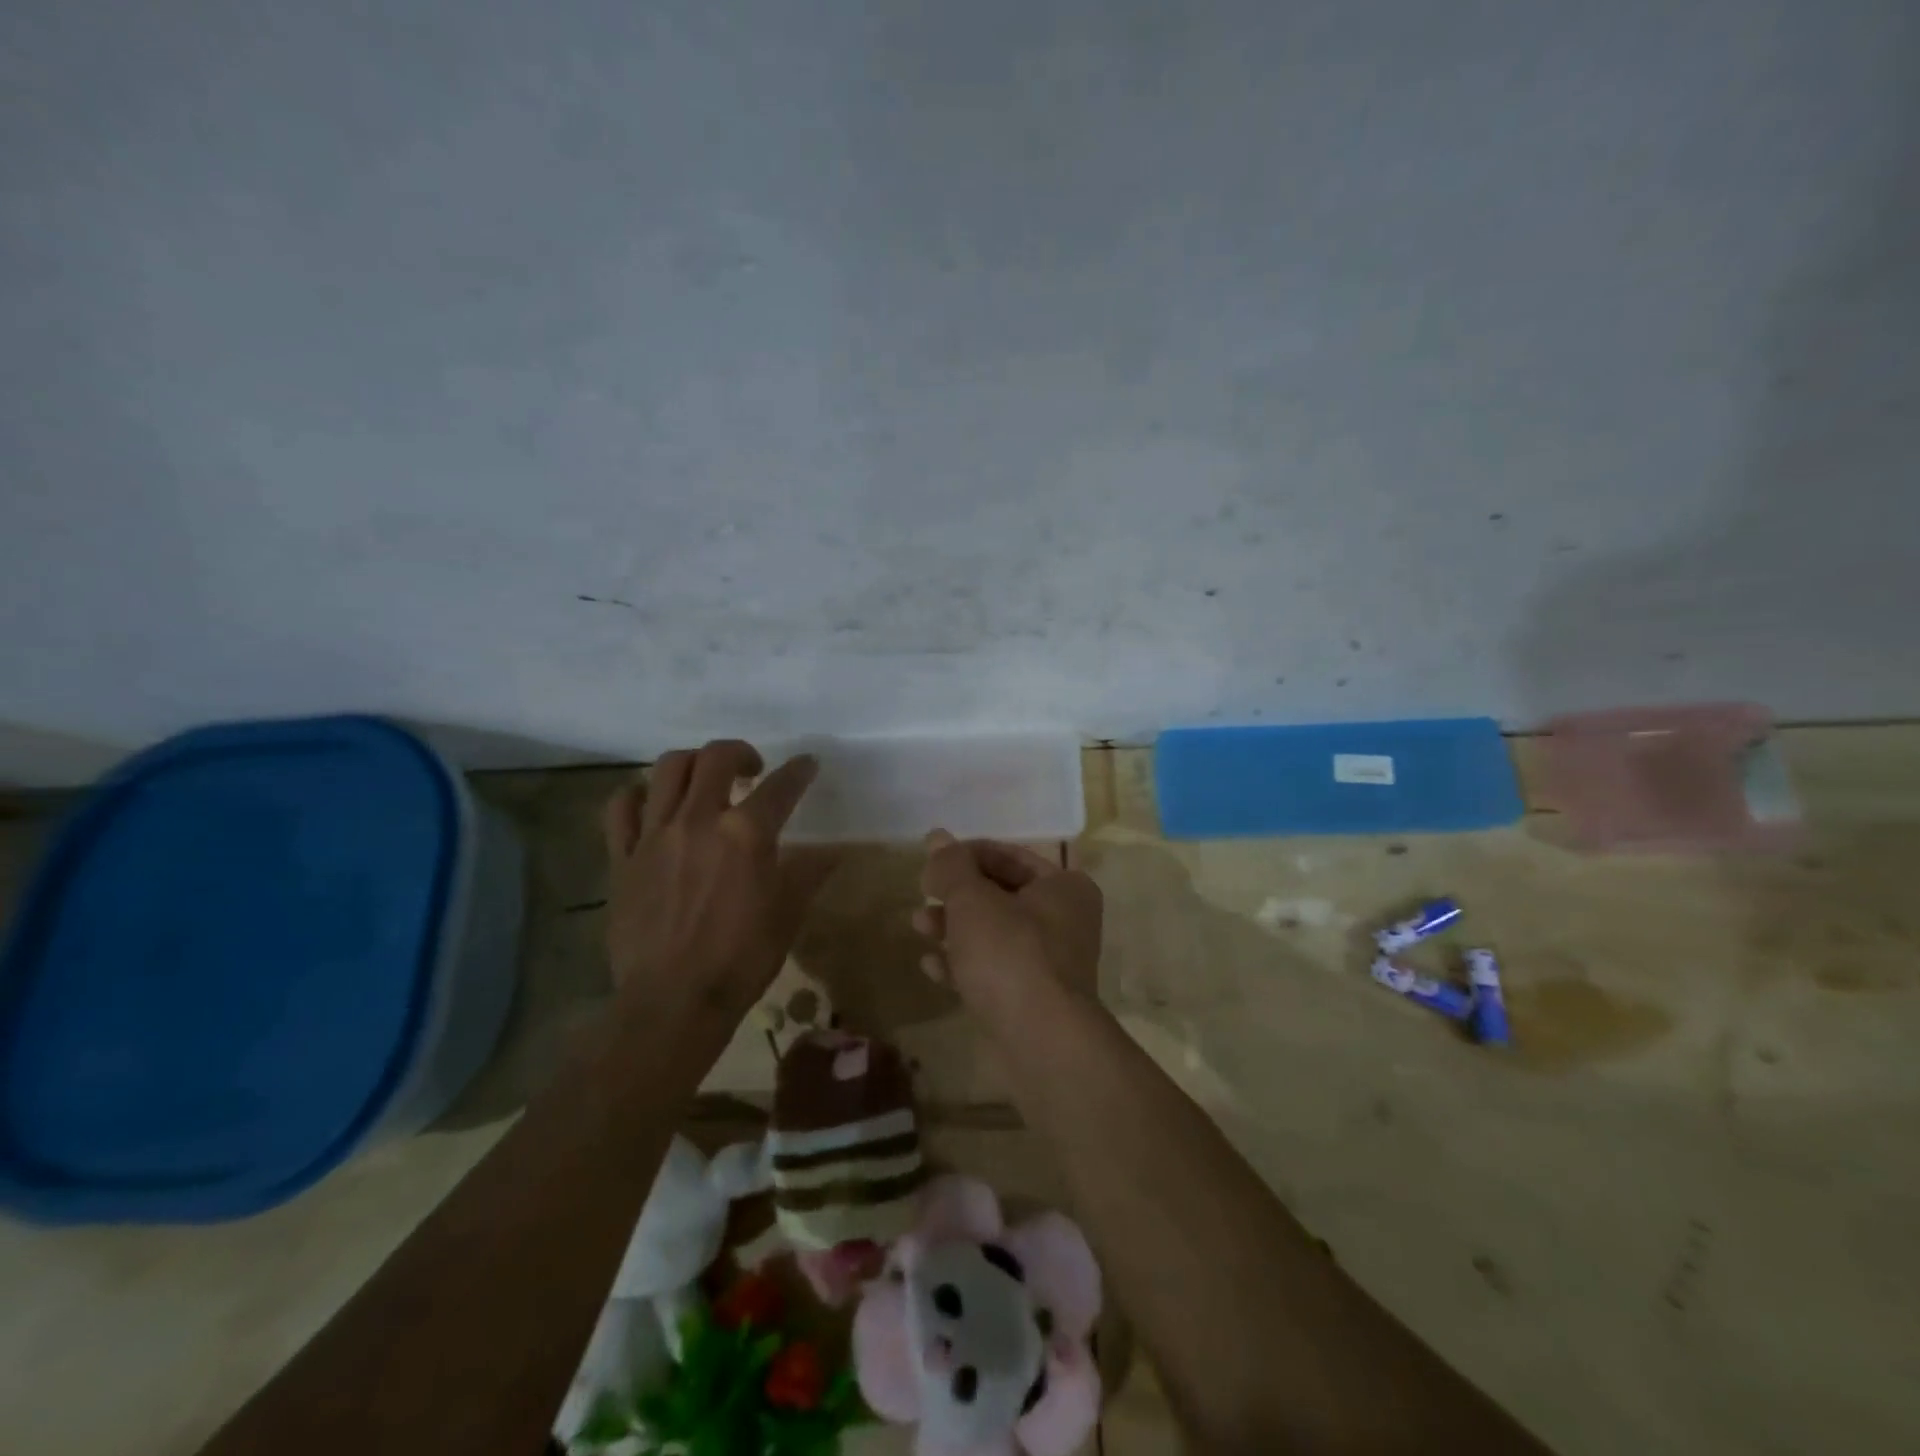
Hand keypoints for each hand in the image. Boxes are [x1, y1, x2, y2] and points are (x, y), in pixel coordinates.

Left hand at [600, 740, 832, 1020]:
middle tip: (752, 771)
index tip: (807, 765)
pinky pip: (622, 806)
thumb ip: (809, 874)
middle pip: (717, 757)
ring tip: (705, 781)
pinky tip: (654, 804)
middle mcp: (699, 820)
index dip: (799, 770)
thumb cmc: (740, 961)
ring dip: (693, 764)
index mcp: (747, 834)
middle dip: (741, 752)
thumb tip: (836, 852)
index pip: (781, 785)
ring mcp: (654, 835)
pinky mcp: (622, 856)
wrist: (672, 1003)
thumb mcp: (788, 916)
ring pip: (668, 768)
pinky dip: (640, 794)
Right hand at [913, 830, 1103, 1018]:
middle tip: (922, 893)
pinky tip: (930, 966)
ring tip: (918, 926)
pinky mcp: (1031, 999)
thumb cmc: (1011, 953)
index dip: (966, 855)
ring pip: (993, 934)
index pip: (1009, 855)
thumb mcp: (973, 900)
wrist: (1042, 1042)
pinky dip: (963, 964)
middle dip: (957, 894)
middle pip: (1000, 895)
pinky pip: (992, 971)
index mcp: (1064, 886)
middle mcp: (1064, 920)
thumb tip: (936, 837)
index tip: (931, 864)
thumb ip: (952, 866)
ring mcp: (1049, 963)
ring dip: (954, 928)